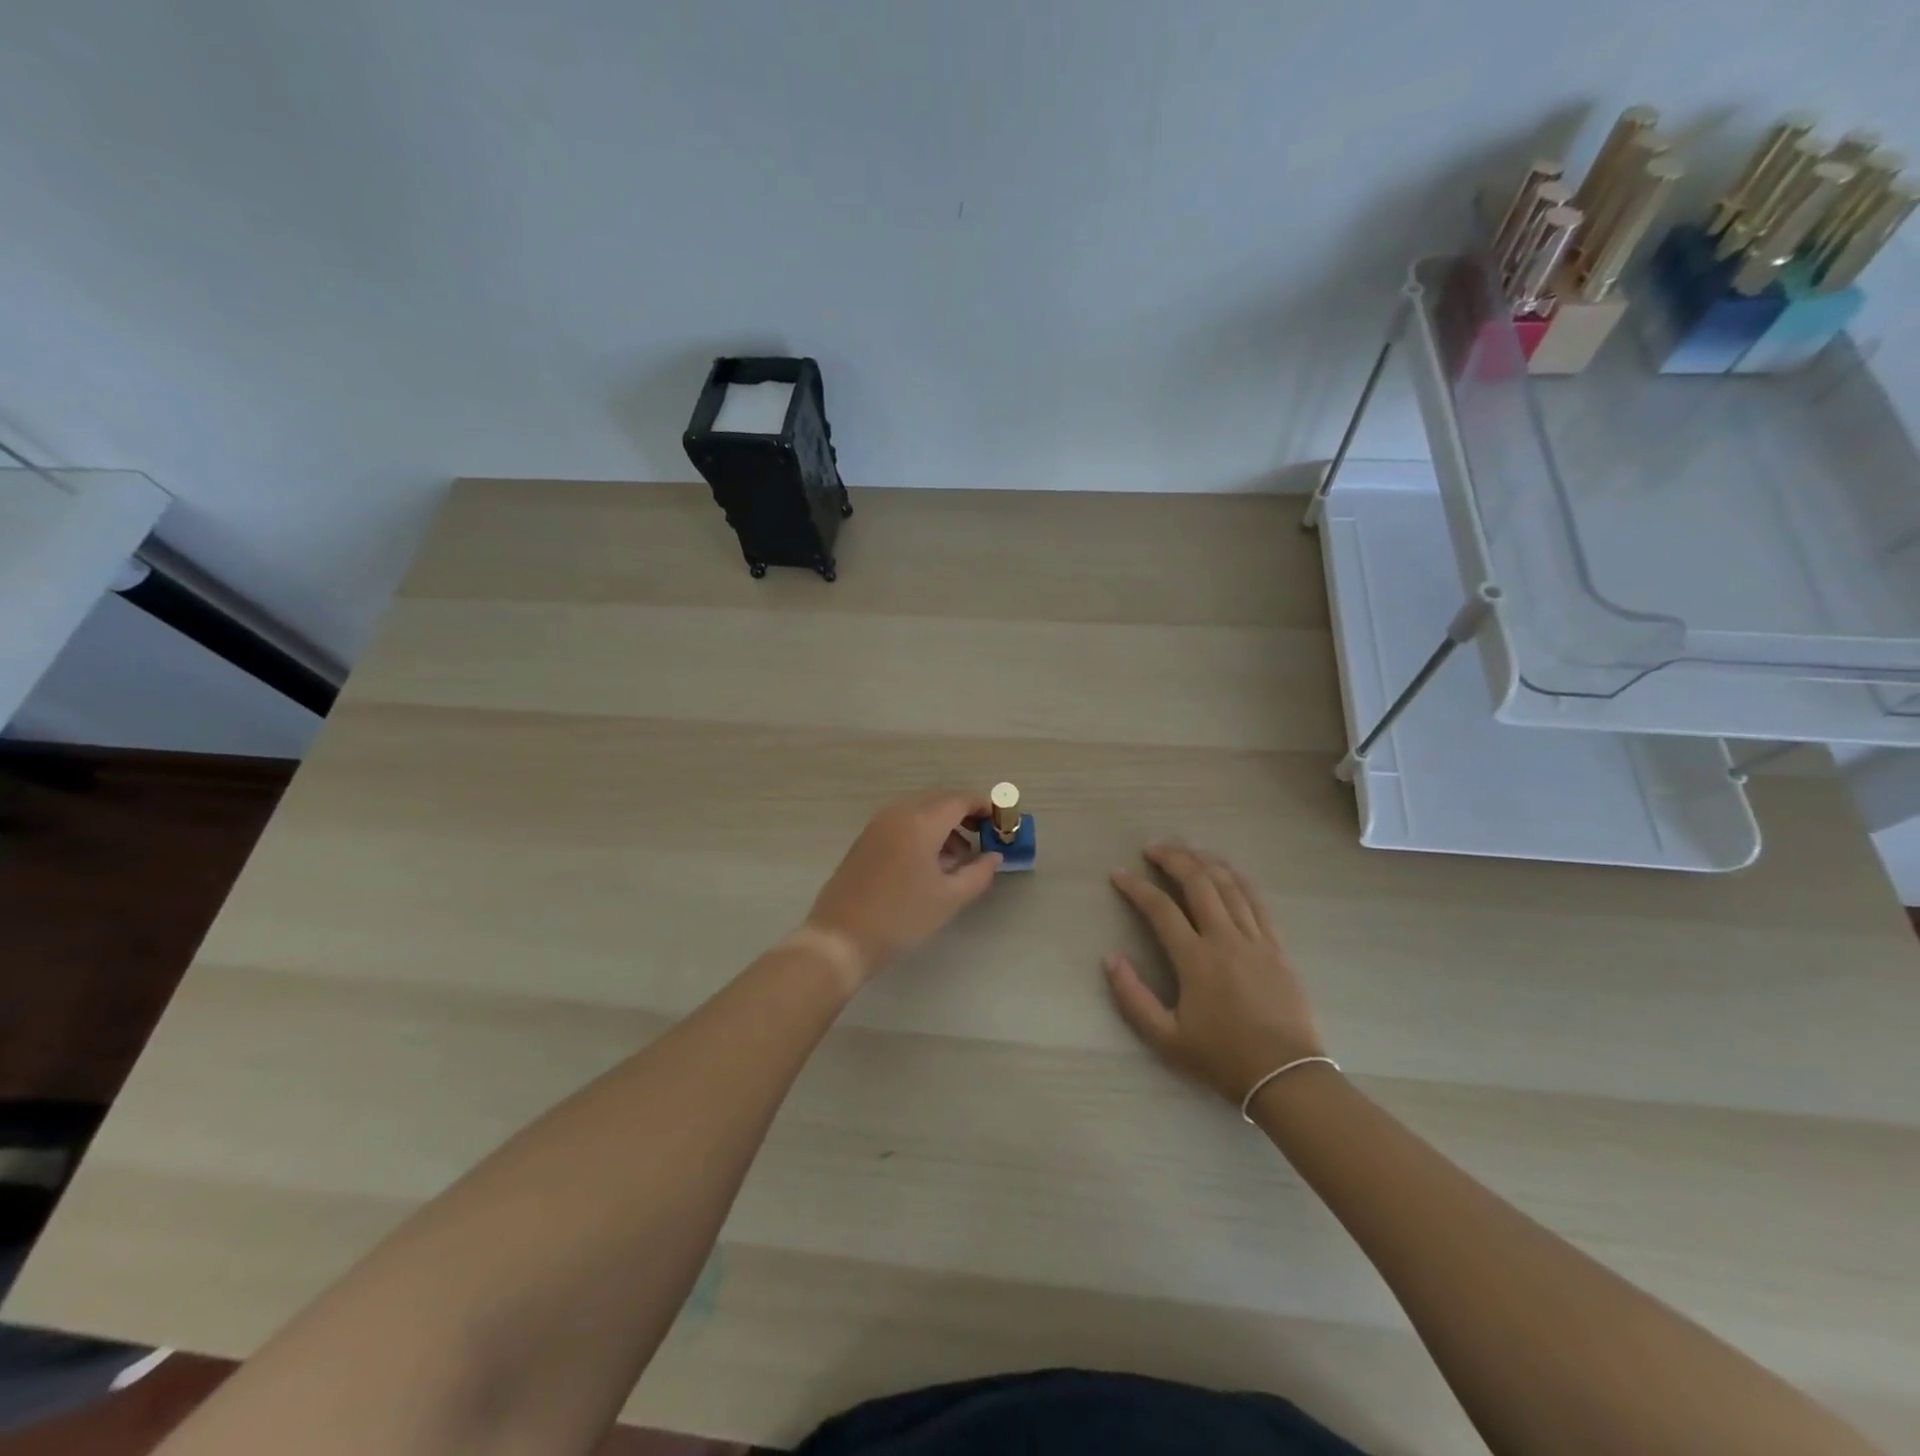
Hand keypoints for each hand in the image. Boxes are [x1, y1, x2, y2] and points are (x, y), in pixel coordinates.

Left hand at [804, 789, 1002, 985]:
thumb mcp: (949, 898)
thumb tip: (993, 856)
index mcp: (920, 822)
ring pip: (919, 810)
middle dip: (964, 813)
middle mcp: (898, 814)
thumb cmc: (901, 917)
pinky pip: (902, 822)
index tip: (1001, 821)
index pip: (960, 800)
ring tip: (958, 858)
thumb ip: (979, 873)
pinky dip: (922, 831)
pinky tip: (929, 863)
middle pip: (939, 800)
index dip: (984, 806)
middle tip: (983, 836)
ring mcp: (877, 825)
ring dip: (943, 824)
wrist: (840, 938)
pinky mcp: (865, 840)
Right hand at [1105, 843, 1325, 1107]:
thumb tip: (1110, 958)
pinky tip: (1226, 870)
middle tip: (1152, 849)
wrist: (1286, 1076)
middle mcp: (1225, 939)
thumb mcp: (1166, 1038)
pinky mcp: (1276, 946)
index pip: (1160, 909)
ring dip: (1204, 862)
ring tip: (1185, 851)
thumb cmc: (1222, 1058)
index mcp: (1195, 959)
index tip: (1118, 874)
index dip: (1136, 887)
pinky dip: (1238, 879)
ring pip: (1228, 885)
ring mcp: (1255, 939)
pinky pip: (1256, 901)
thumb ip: (1133, 997)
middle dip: (1173, 859)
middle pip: (1198, 883)